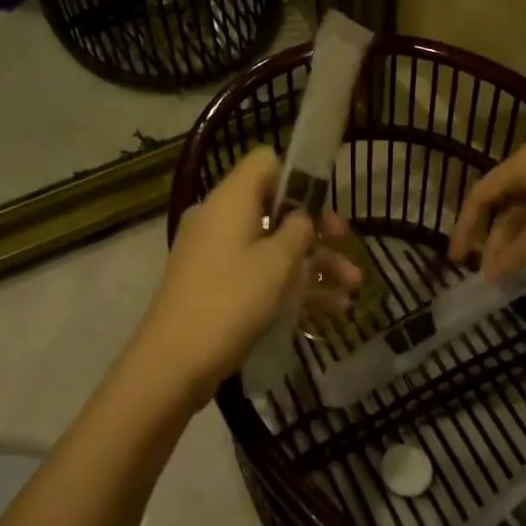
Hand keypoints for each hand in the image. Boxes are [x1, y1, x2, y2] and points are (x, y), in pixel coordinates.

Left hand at [137, 149, 361, 404]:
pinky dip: (290, 285)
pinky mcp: (214, 285)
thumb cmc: (232, 300)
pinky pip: (258, 273)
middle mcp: (220, 218)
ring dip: (313, 264)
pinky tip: (329, 311)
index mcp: (231, 198)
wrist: (173, 363)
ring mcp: (214, 253)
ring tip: (352, 291)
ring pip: (272, 246)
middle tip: (347, 246)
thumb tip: (302, 217)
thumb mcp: (278, 261)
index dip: (299, 177)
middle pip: (275, 207)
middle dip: (317, 229)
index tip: (325, 204)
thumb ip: (299, 229)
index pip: (267, 162)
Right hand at [448, 141, 525, 280]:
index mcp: (523, 164)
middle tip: (485, 274)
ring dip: (515, 243)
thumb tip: (490, 275)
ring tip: (508, 275)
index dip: (465, 227)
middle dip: (492, 240)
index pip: (481, 194)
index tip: (457, 259)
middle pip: (503, 204)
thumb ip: (517, 253)